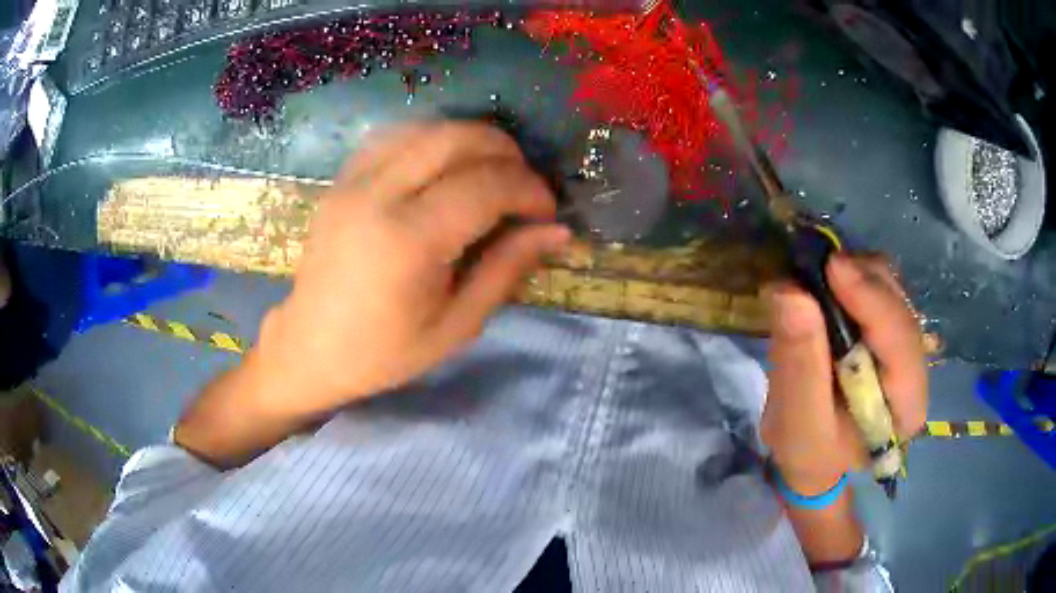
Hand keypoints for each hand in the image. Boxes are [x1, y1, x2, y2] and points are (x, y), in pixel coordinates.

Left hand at [254, 121, 569, 416]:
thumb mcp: (456, 325)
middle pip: (457, 139)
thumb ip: (506, 270)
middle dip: (505, 152)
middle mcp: (379, 195)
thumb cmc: (384, 352)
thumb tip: (557, 232)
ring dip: (470, 139)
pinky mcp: (342, 180)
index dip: (529, 190)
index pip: (487, 186)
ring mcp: (354, 181)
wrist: (310, 348)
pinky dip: (431, 139)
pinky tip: (445, 165)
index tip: (547, 212)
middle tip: (524, 185)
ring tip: (491, 171)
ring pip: (426, 128)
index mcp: (409, 240)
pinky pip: (394, 137)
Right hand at [761, 254, 927, 495]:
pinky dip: (853, 276)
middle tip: (817, 267)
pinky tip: (829, 284)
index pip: (903, 345)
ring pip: (893, 289)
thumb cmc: (808, 451)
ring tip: (818, 278)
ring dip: (857, 274)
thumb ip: (798, 364)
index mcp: (906, 407)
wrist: (813, 454)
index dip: (873, 302)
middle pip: (901, 307)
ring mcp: (905, 344)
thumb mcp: (797, 422)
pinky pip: (880, 286)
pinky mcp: (889, 328)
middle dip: (863, 282)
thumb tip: (790, 291)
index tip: (833, 267)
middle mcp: (916, 370)